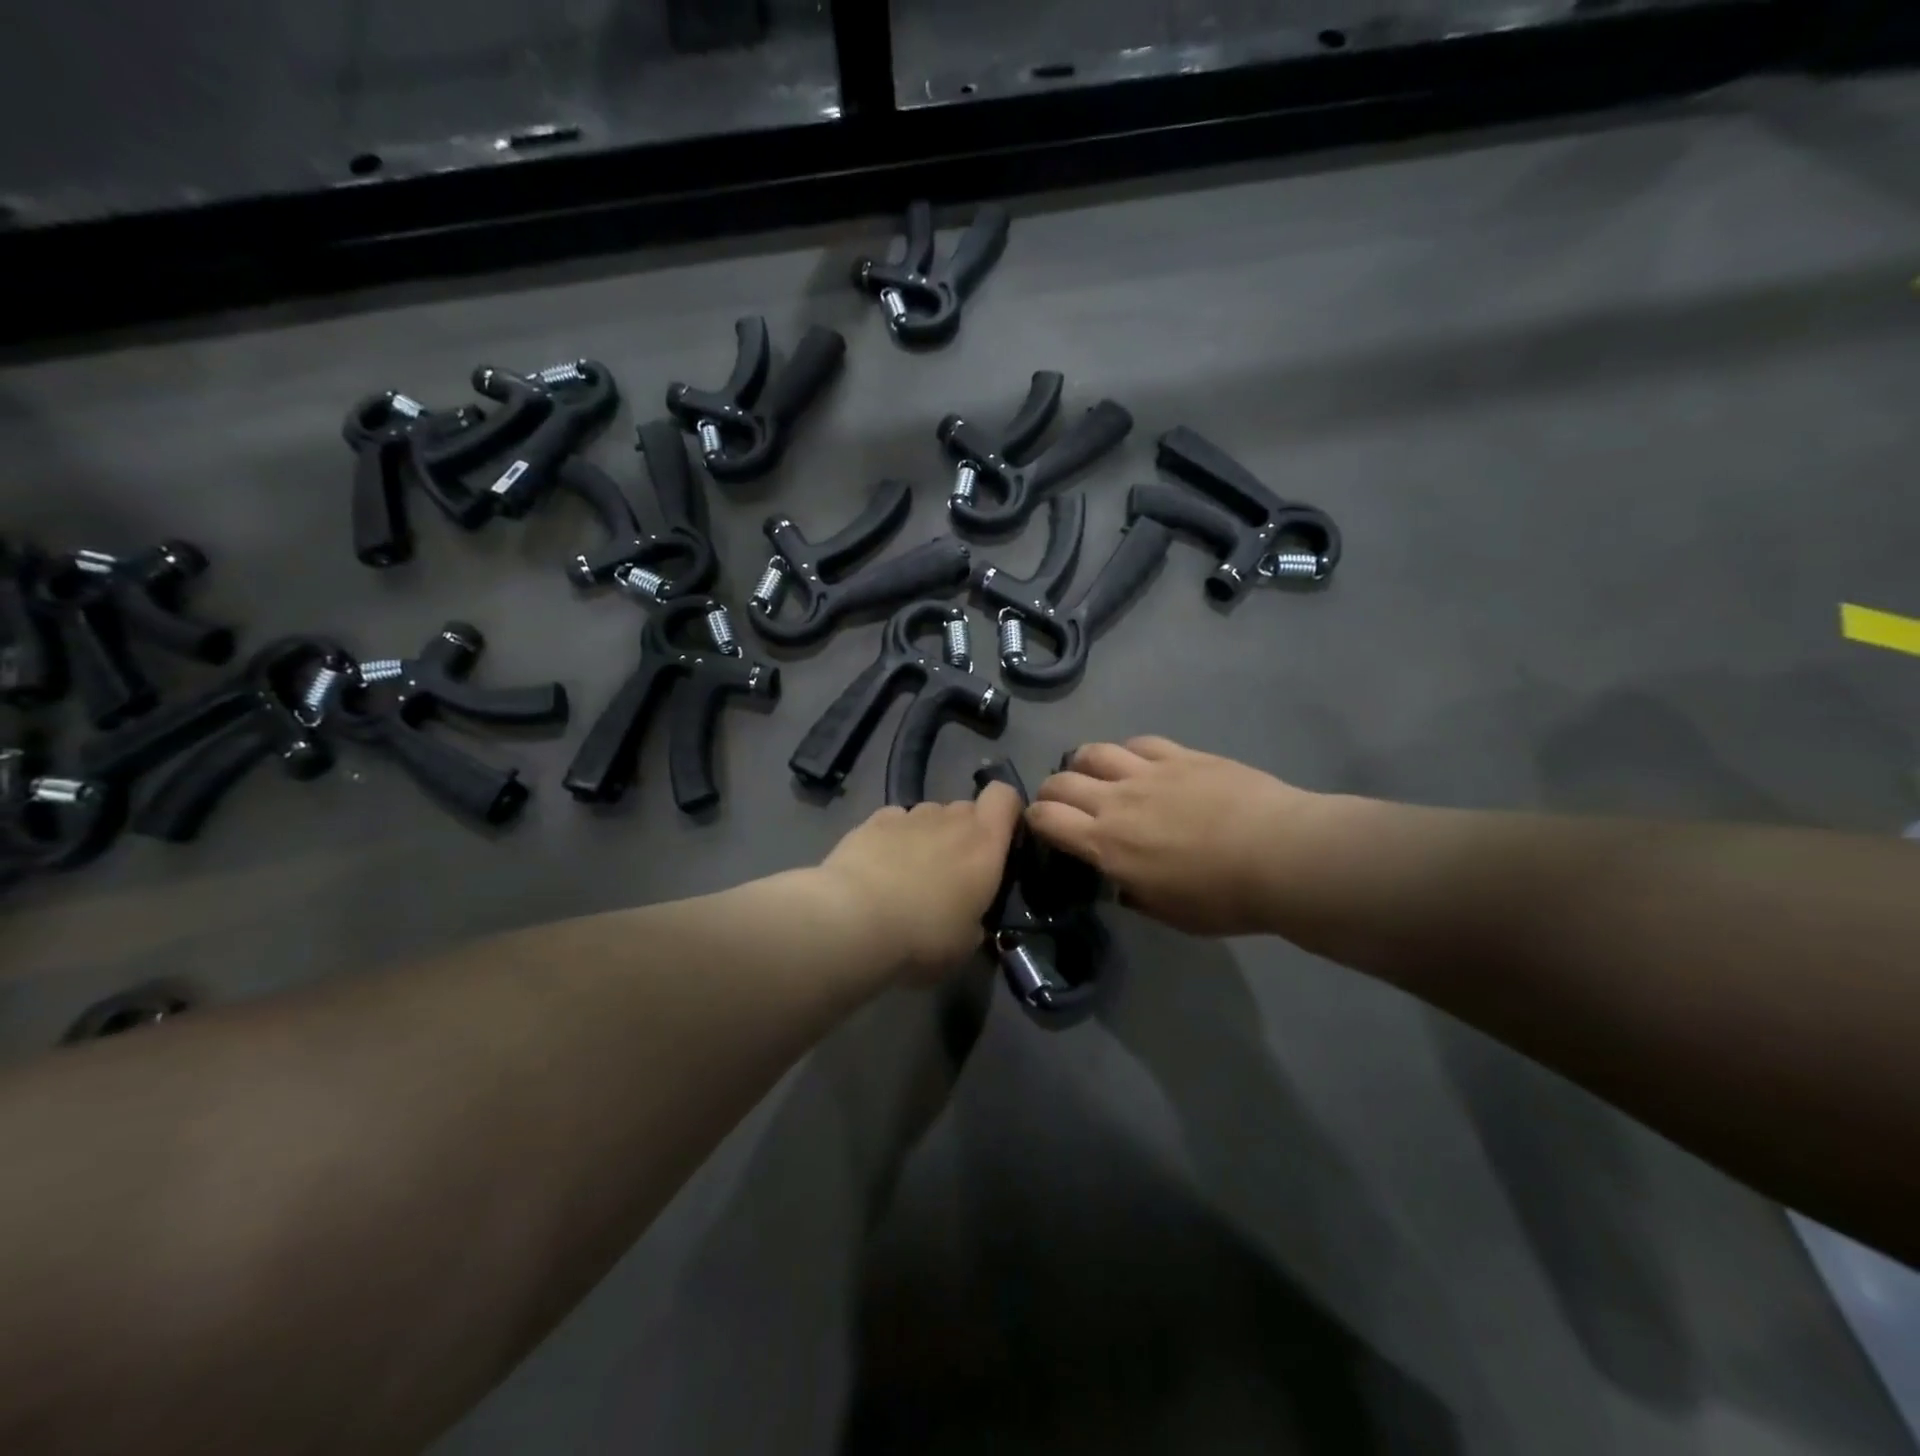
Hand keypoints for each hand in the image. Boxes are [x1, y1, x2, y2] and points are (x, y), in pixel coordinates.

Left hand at [819, 784, 1024, 981]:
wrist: (852, 922)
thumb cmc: (924, 936)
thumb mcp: (967, 942)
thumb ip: (977, 917)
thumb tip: (971, 916)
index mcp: (985, 843)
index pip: (1005, 797)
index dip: (1007, 811)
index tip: (1002, 840)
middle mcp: (951, 819)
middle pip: (966, 809)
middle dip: (964, 833)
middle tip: (953, 872)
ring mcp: (910, 816)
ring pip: (930, 815)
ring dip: (929, 836)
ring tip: (910, 873)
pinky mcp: (872, 821)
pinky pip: (895, 821)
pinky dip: (894, 837)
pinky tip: (880, 867)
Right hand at [1029, 737, 1323, 936]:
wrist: (1281, 856)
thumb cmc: (1223, 898)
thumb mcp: (1168, 913)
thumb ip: (1132, 892)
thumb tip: (1119, 879)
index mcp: (1106, 844)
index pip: (1046, 818)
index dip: (1034, 819)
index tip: (1042, 827)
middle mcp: (1116, 800)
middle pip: (1062, 780)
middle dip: (1052, 791)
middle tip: (1065, 803)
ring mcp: (1149, 772)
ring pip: (1095, 751)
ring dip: (1085, 764)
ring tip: (1097, 776)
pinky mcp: (1181, 755)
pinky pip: (1140, 743)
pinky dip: (1129, 753)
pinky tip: (1141, 764)